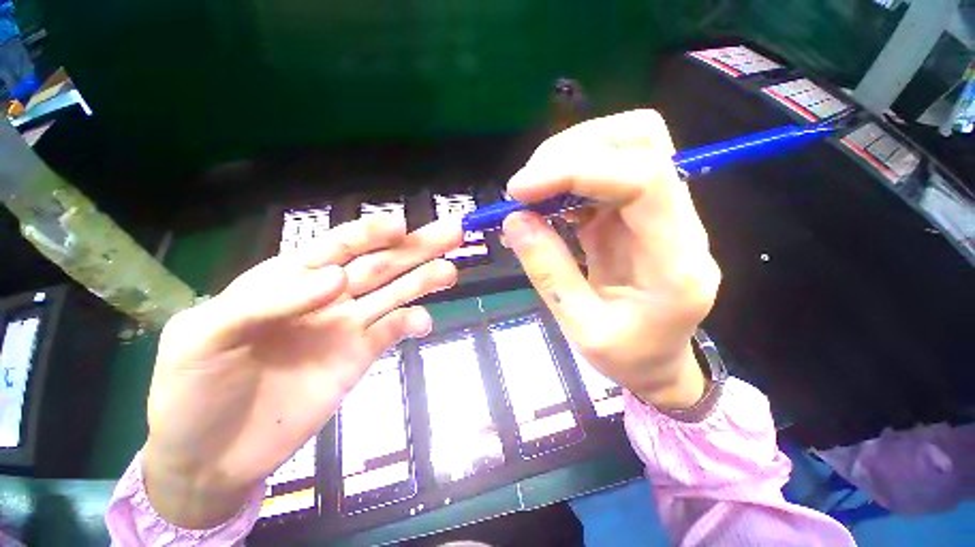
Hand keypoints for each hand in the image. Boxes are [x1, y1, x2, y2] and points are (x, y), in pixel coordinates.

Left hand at [143, 215, 460, 528]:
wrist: (209, 456)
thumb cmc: (191, 390)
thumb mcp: (204, 337)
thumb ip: (267, 303)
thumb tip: (336, 279)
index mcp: (288, 280)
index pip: (337, 246)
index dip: (370, 233)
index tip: (400, 226)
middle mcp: (328, 296)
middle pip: (380, 264)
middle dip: (416, 246)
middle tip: (452, 232)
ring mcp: (348, 326)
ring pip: (395, 293)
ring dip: (424, 280)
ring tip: (450, 271)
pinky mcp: (360, 355)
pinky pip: (393, 331)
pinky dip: (412, 323)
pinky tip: (424, 323)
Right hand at [503, 109, 720, 408]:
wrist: (659, 362)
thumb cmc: (629, 356)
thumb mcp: (582, 328)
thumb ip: (549, 273)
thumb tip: (515, 220)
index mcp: (676, 261)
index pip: (642, 178)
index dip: (576, 169)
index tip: (520, 189)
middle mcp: (678, 222)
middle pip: (641, 140)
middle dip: (572, 150)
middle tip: (525, 187)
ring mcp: (660, 211)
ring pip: (623, 145)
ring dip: (567, 158)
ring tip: (530, 194)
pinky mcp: (637, 212)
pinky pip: (605, 172)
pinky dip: (568, 177)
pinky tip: (546, 205)